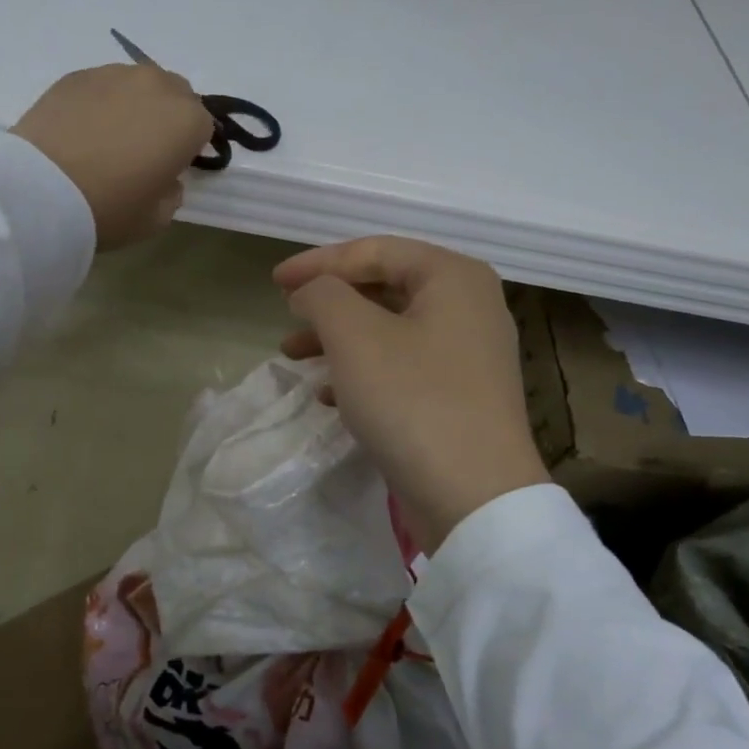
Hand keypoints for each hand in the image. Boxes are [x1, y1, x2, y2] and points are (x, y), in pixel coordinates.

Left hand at [12, 63, 214, 248]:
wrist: (40, 191)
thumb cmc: (109, 208)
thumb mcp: (156, 219)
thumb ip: (172, 193)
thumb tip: (164, 177)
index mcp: (186, 121)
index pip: (204, 126)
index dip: (190, 147)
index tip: (171, 167)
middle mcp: (156, 86)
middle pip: (176, 94)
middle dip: (168, 117)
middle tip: (144, 150)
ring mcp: (114, 75)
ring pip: (138, 85)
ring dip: (135, 106)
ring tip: (110, 138)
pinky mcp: (76, 76)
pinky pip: (103, 86)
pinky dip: (101, 103)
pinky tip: (83, 132)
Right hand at [276, 236, 549, 553]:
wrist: (474, 497)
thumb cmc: (413, 400)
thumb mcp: (354, 336)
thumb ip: (322, 295)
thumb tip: (311, 292)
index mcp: (453, 277)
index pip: (375, 251)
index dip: (319, 262)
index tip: (275, 282)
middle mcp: (469, 307)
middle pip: (384, 288)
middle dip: (329, 302)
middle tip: (287, 316)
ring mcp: (468, 356)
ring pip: (389, 331)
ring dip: (338, 339)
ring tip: (294, 356)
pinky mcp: (460, 397)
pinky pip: (402, 368)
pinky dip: (361, 372)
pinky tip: (328, 395)